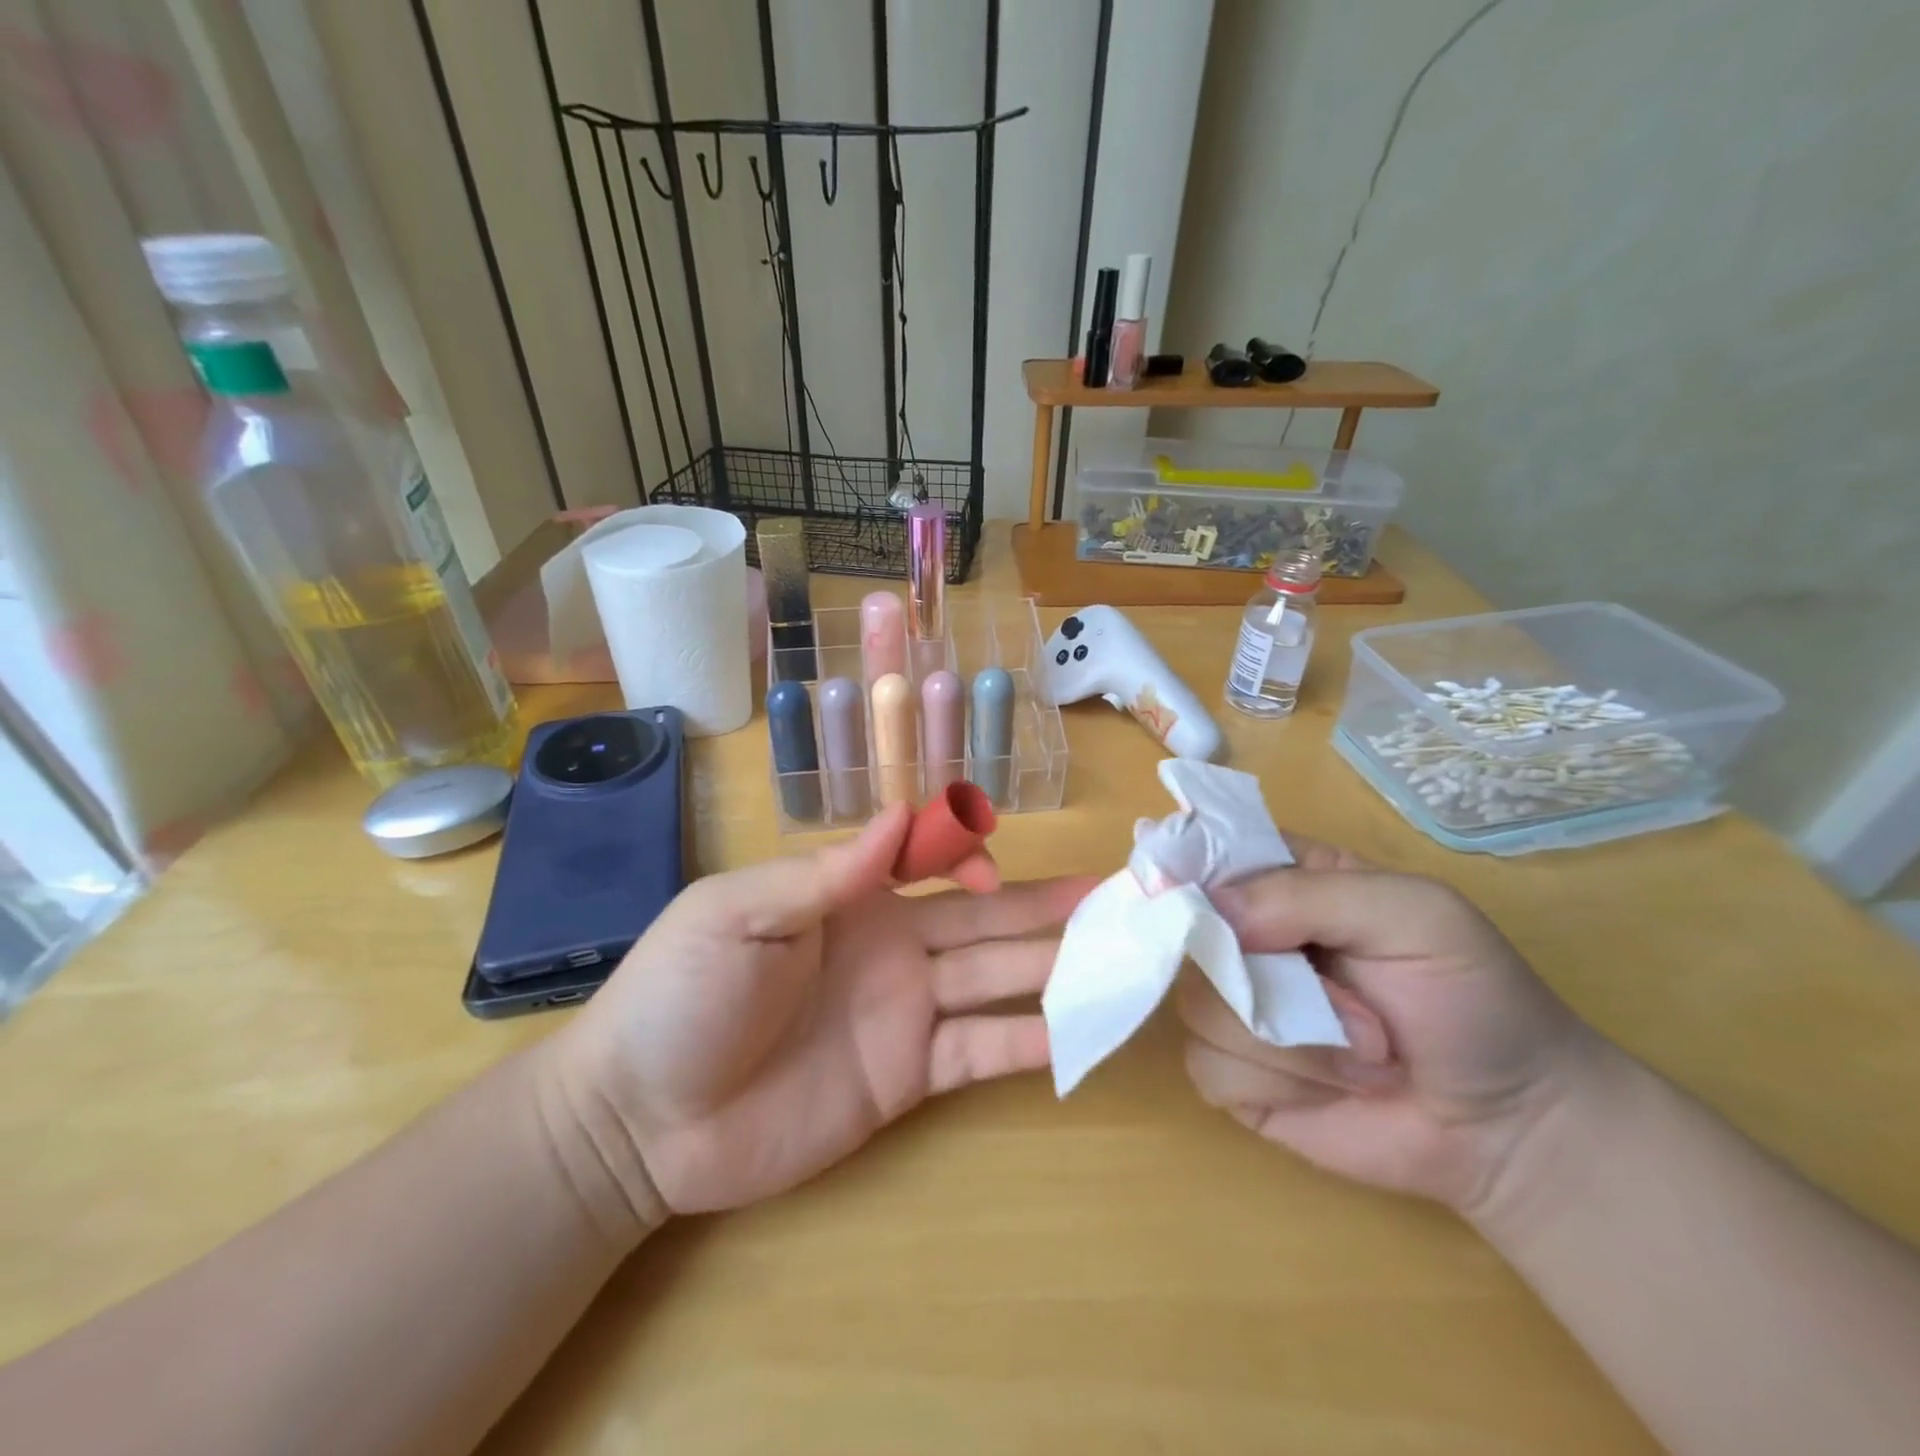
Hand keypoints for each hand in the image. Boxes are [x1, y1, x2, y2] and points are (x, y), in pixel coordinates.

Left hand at [551, 805, 1094, 1229]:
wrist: (640, 1120)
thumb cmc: (682, 995)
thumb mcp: (740, 913)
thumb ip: (827, 872)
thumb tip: (903, 814)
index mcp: (850, 899)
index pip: (932, 862)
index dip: (971, 857)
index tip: (992, 872)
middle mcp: (891, 948)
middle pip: (982, 921)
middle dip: (1042, 908)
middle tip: (1109, 899)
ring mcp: (904, 1014)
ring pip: (995, 981)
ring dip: (1052, 970)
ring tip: (1116, 960)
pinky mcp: (907, 1078)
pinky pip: (981, 1054)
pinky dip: (1030, 1044)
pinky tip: (1079, 1033)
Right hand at [1176, 838, 1607, 1216]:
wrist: (1509, 1129)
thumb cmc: (1472, 999)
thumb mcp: (1414, 915)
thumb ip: (1310, 894)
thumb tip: (1211, 911)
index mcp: (1282, 881)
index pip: (1203, 855)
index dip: (1189, 874)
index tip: (1208, 908)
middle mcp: (1246, 937)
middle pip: (1188, 937)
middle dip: (1264, 980)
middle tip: (1348, 1006)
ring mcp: (1236, 1006)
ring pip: (1196, 1006)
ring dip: (1286, 1043)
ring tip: (1362, 1055)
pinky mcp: (1236, 1073)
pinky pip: (1208, 1067)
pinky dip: (1275, 1085)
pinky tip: (1328, 1089)